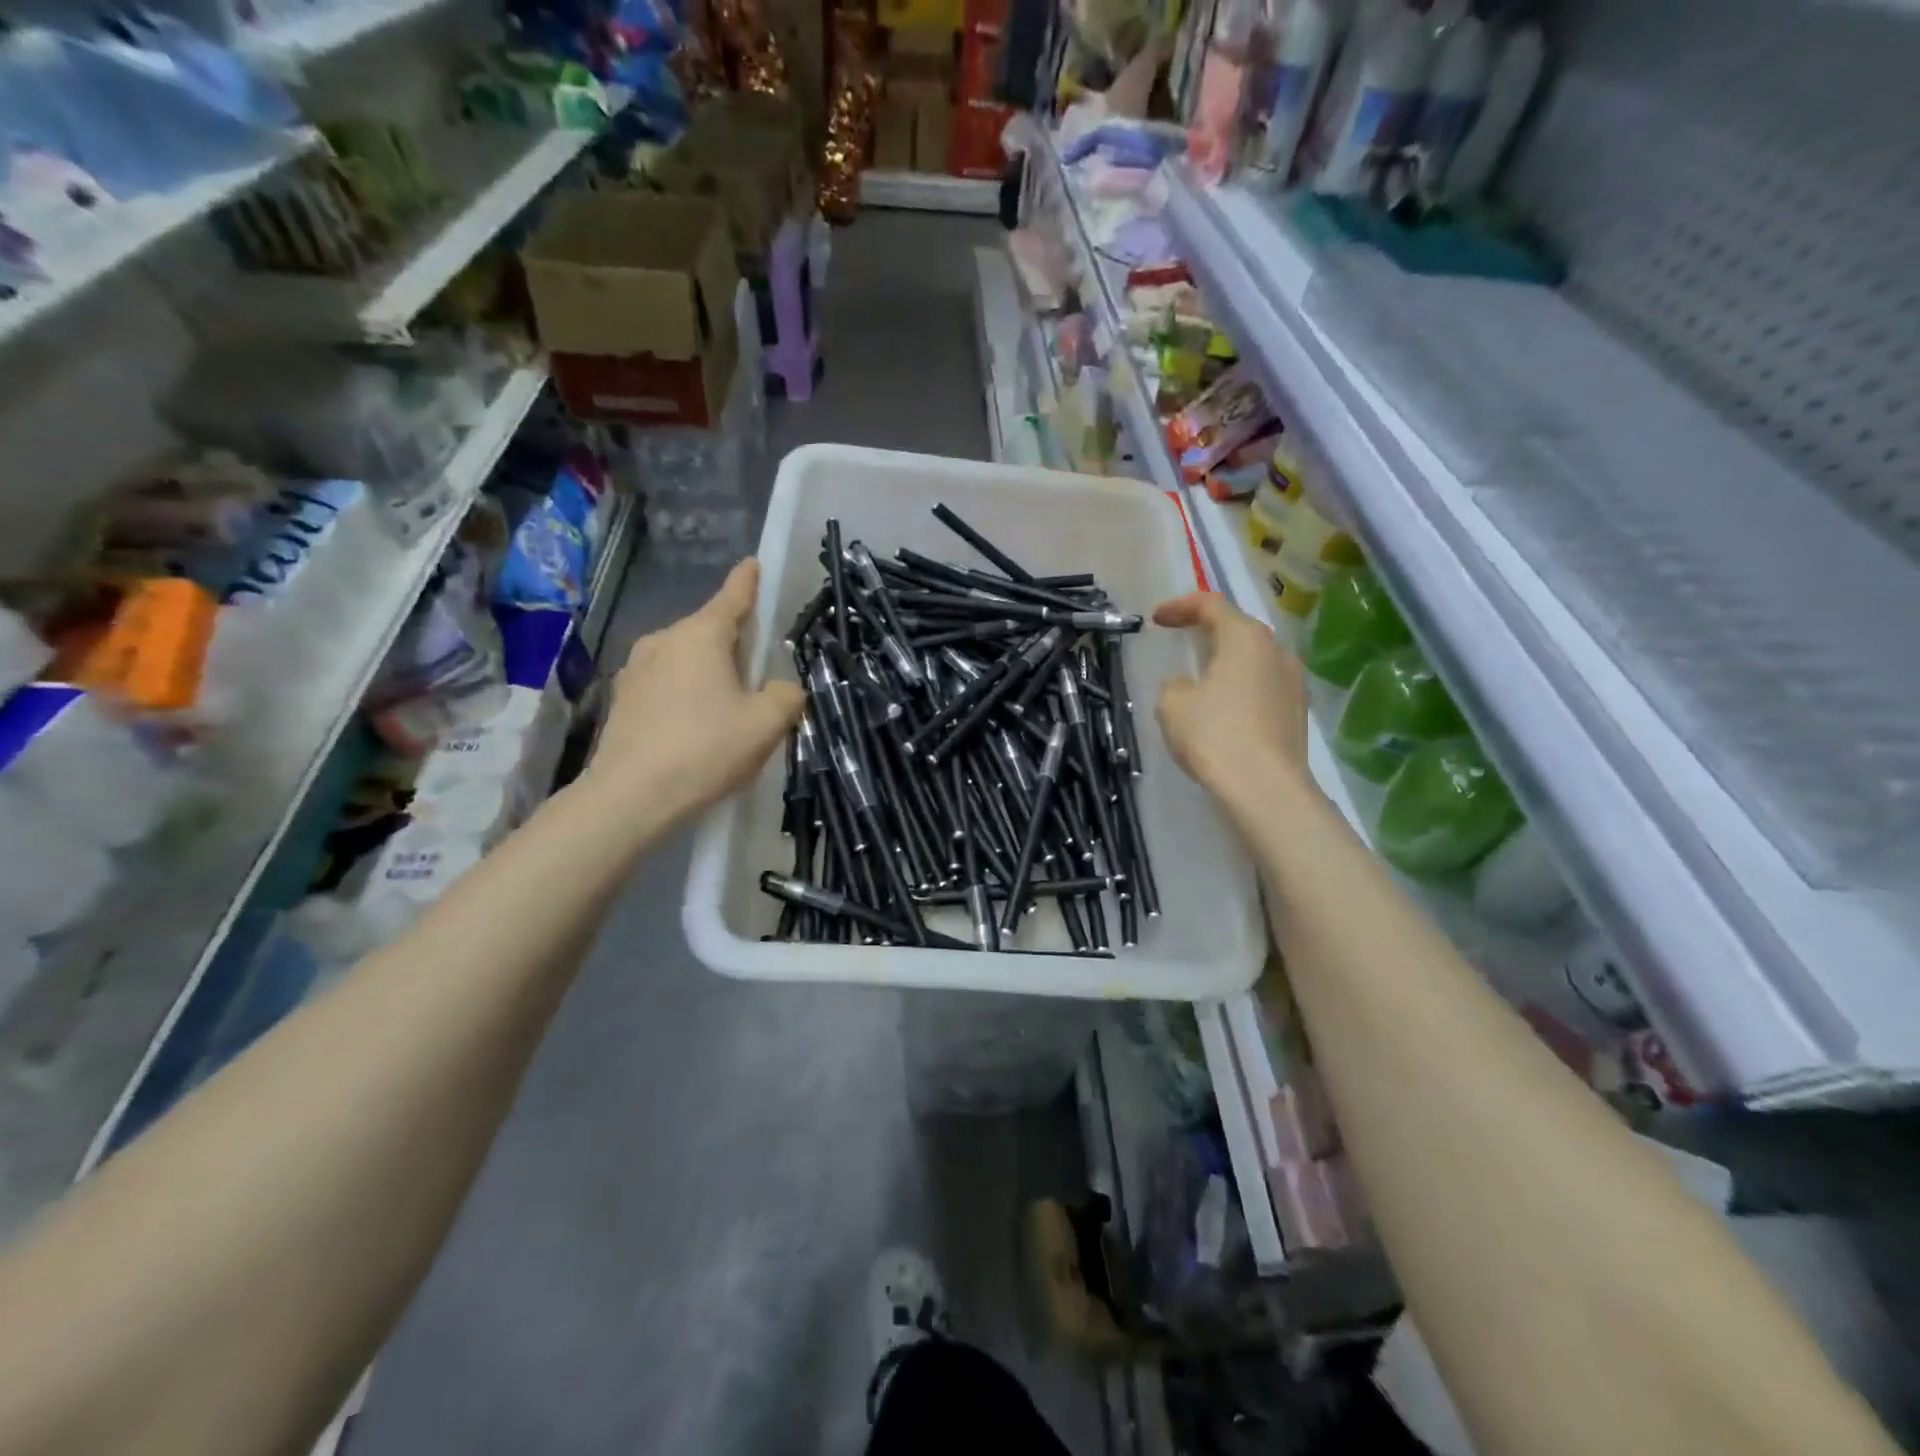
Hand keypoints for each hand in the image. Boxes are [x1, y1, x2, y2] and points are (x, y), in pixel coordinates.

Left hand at [590, 558, 804, 827]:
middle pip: (708, 632)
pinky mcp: (622, 700)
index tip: (753, 563)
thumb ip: (787, 696)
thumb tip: (784, 689)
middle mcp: (664, 641)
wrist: (631, 797)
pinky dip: (684, 695)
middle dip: (733, 644)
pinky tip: (694, 728)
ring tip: (726, 708)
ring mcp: (636, 670)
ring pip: (684, 660)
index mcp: (701, 636)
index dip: (748, 582)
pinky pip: (665, 685)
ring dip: (707, 673)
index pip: (732, 597)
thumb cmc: (706, 750)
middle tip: (757, 673)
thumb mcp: (766, 724)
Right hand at [1153, 591, 1309, 803]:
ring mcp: (1294, 682)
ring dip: (1227, 662)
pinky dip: (1240, 688)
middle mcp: (1277, 651)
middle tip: (1182, 640)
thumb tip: (1189, 686)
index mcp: (1245, 638)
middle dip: (1207, 631)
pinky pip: (1263, 687)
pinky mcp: (1298, 712)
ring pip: (1254, 660)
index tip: (1156, 619)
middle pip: (1238, 629)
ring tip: (1202, 678)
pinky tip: (1224, 710)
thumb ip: (1175, 684)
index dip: (1180, 607)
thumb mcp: (1173, 704)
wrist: (1265, 788)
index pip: (1211, 605)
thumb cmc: (1214, 735)